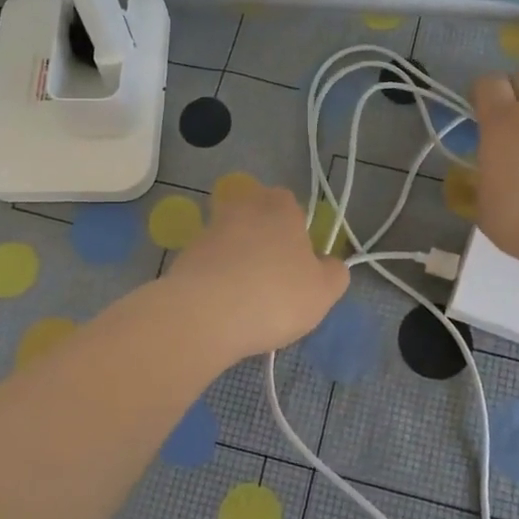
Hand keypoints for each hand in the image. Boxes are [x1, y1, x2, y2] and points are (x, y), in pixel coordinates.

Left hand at [163, 182, 349, 361]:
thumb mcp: (323, 291)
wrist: (205, 315)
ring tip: (246, 295)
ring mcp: (209, 229)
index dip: (296, 229)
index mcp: (280, 207)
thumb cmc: (275, 296)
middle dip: (263, 238)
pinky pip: (208, 261)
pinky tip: (222, 305)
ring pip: (230, 238)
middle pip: (256, 215)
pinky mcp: (184, 254)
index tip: (298, 259)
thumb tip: (328, 264)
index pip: (291, 204)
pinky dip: (215, 276)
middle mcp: (243, 208)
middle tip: (273, 275)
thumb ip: (334, 273)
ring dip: (237, 258)